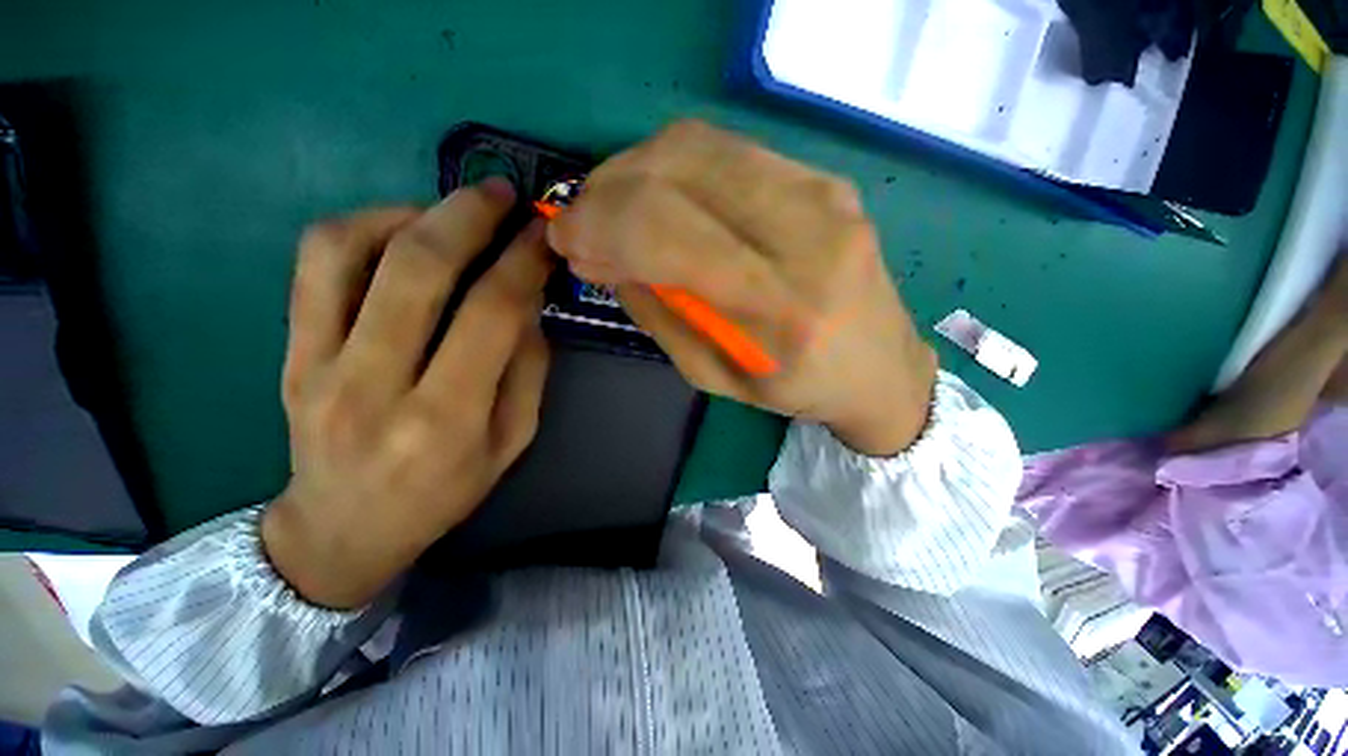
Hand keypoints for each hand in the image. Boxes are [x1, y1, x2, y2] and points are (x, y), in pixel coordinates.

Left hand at [262, 179, 552, 608]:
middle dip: (467, 216)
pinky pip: (315, 265)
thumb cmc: (444, 492)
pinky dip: (361, 228)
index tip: (544, 234)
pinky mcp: (289, 350)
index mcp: (446, 418)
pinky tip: (399, 231)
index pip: (490, 314)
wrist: (343, 528)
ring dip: (408, 212)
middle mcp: (375, 384)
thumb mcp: (513, 441)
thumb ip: (527, 369)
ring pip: (348, 250)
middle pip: (417, 269)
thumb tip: (528, 303)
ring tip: (449, 211)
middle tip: (500, 194)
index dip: (523, 262)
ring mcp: (318, 362)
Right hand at [549, 121, 935, 455]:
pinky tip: (660, 195)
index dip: (599, 225)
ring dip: (635, 171)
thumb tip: (603, 256)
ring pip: (696, 146)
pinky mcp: (824, 178)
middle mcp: (806, 235)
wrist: (880, 367)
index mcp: (779, 308)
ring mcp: (823, 194)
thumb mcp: (713, 375)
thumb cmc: (795, 388)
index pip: (666, 232)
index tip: (565, 239)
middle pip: (676, 172)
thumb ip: (656, 312)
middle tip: (583, 223)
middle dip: (606, 192)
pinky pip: (726, 149)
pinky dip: (674, 165)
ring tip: (616, 209)